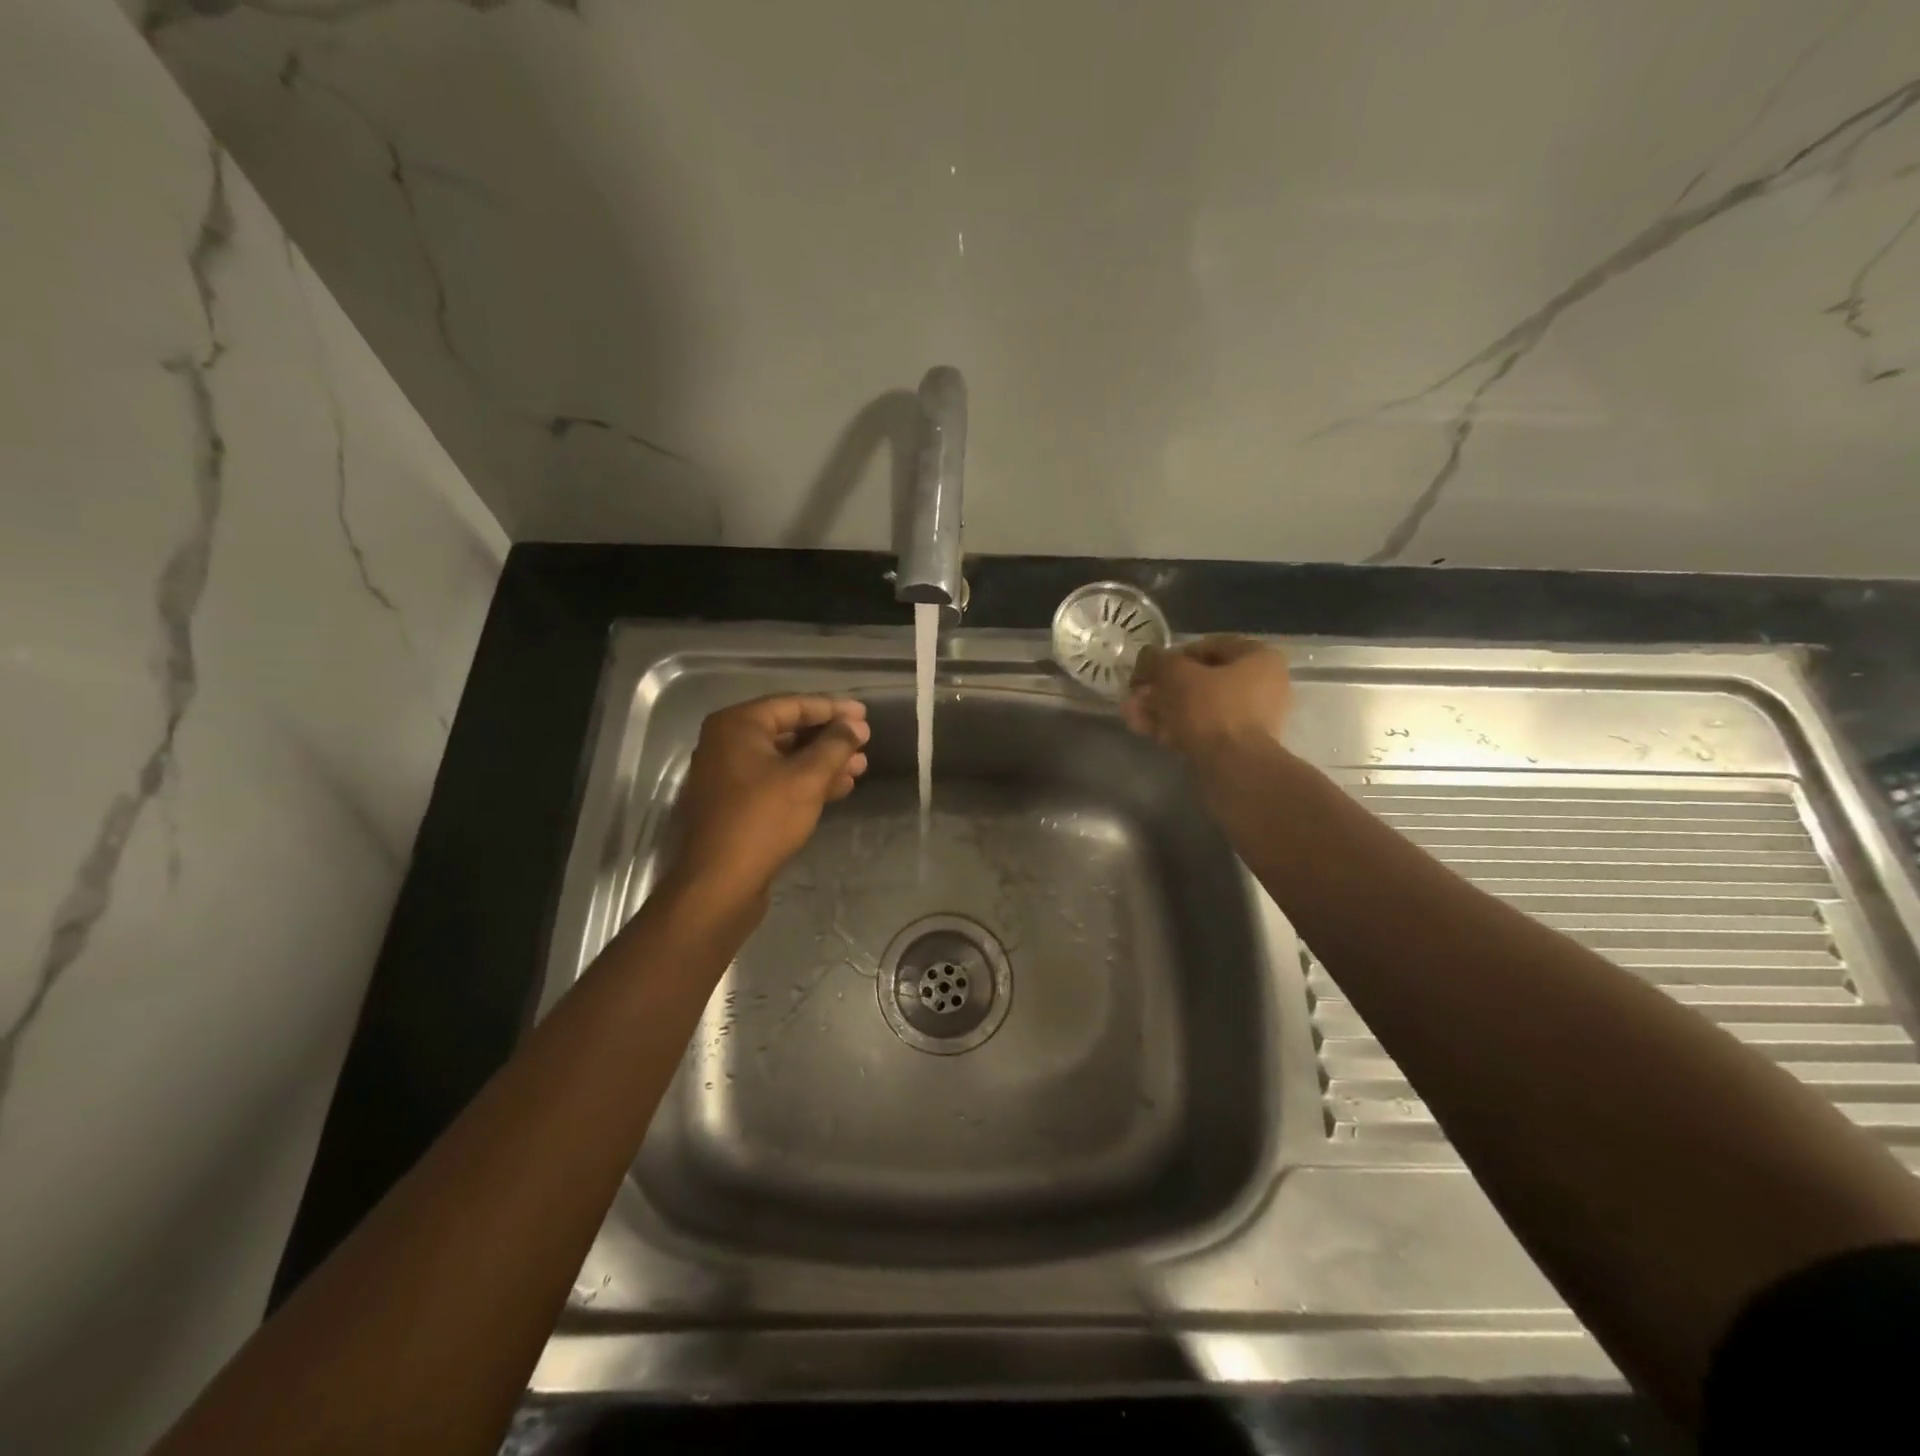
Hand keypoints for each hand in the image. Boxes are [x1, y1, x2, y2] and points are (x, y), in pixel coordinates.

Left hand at [672, 695, 869, 907]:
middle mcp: (727, 743)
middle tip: (864, 742)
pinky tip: (839, 788)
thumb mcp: (807, 778)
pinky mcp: (735, 804)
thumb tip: (855, 726)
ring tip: (860, 767)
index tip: (864, 715)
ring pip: (784, 759)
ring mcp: (728, 775)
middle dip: (829, 738)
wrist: (720, 883)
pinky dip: (806, 782)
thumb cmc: (763, 819)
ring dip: (822, 762)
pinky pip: (776, 781)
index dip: (832, 708)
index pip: (793, 705)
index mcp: (737, 725)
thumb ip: (835, 746)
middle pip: (788, 730)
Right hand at [1125, 635, 1291, 758]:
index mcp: (1259, 658)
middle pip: (1200, 680)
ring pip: (1197, 707)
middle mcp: (1262, 685)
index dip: (1171, 656)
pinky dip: (1174, 727)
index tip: (1147, 670)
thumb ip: (1156, 660)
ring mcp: (1251, 719)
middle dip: (1162, 688)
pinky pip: (1202, 729)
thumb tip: (1146, 658)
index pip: (1208, 646)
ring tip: (1131, 715)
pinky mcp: (1237, 746)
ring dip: (1162, 708)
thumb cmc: (1211, 708)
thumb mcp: (1175, 674)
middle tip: (1134, 695)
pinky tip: (1144, 730)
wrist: (1234, 768)